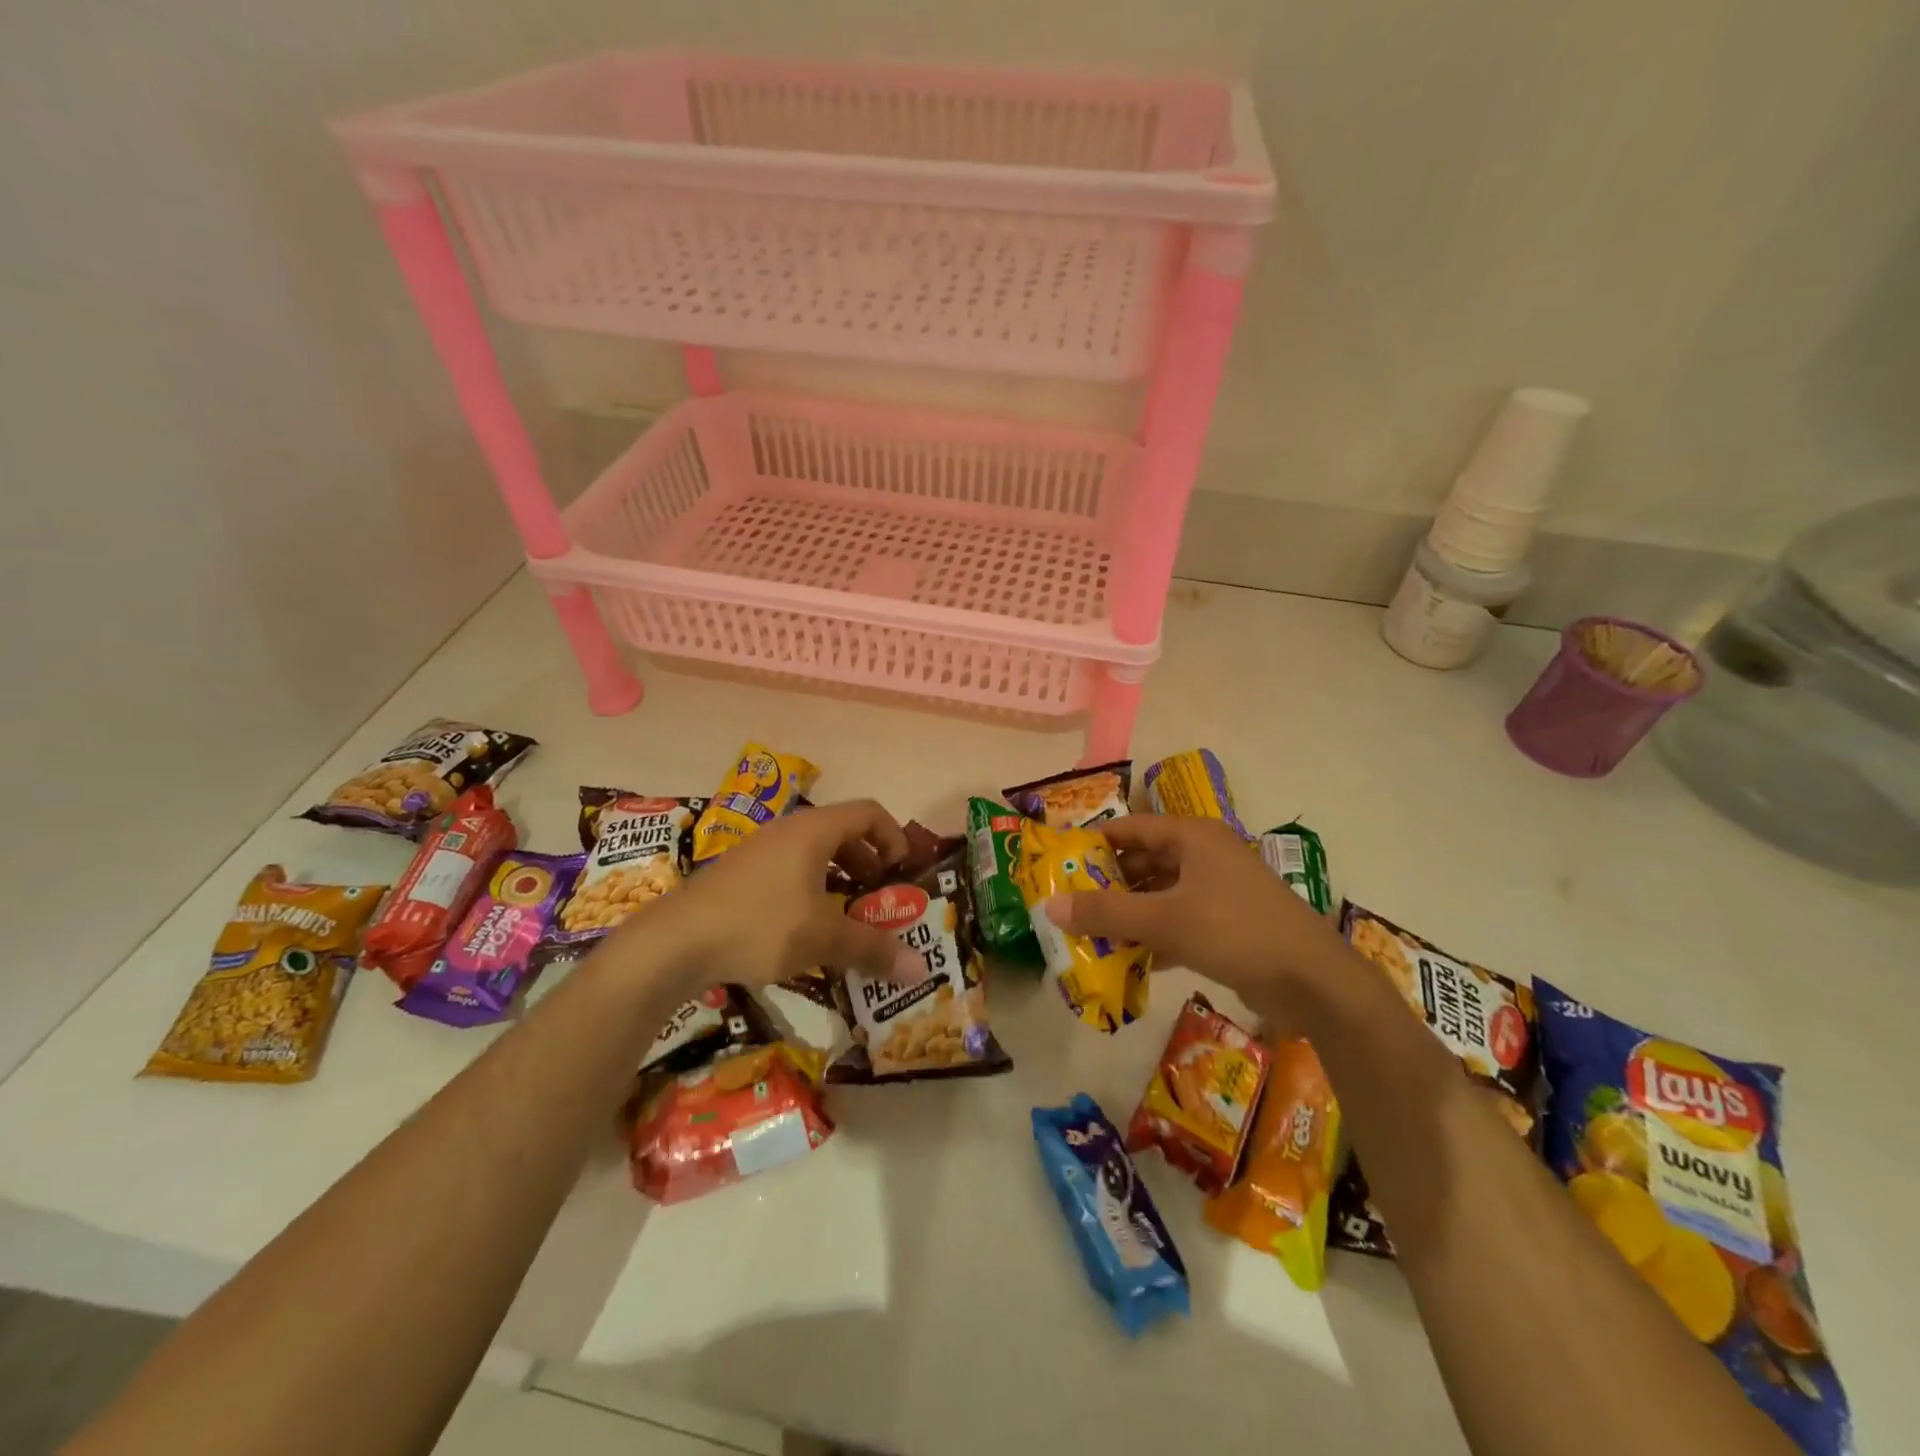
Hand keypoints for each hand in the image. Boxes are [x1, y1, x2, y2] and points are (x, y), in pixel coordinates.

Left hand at [613, 798, 927, 990]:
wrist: (674, 942)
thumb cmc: (760, 925)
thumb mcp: (823, 938)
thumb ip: (872, 948)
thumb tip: (919, 971)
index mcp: (814, 830)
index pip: (869, 813)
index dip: (894, 837)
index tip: (903, 872)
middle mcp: (788, 831)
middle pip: (843, 833)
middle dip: (869, 864)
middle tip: (880, 899)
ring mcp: (760, 851)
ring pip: (814, 855)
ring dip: (839, 881)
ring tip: (848, 917)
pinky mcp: (740, 875)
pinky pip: (789, 872)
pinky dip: (811, 892)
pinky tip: (806, 931)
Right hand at [1042, 815, 1343, 1016]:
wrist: (1313, 982)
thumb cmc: (1234, 931)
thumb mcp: (1164, 919)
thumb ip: (1106, 911)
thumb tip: (1050, 906)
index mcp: (1193, 837)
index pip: (1131, 828)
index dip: (1095, 842)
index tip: (1060, 862)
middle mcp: (1206, 855)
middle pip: (1145, 861)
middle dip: (1109, 883)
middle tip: (1072, 904)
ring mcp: (1221, 890)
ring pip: (1162, 893)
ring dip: (1131, 912)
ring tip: (1093, 933)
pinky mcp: (1230, 923)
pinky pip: (1181, 920)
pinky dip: (1156, 935)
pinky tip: (1132, 959)